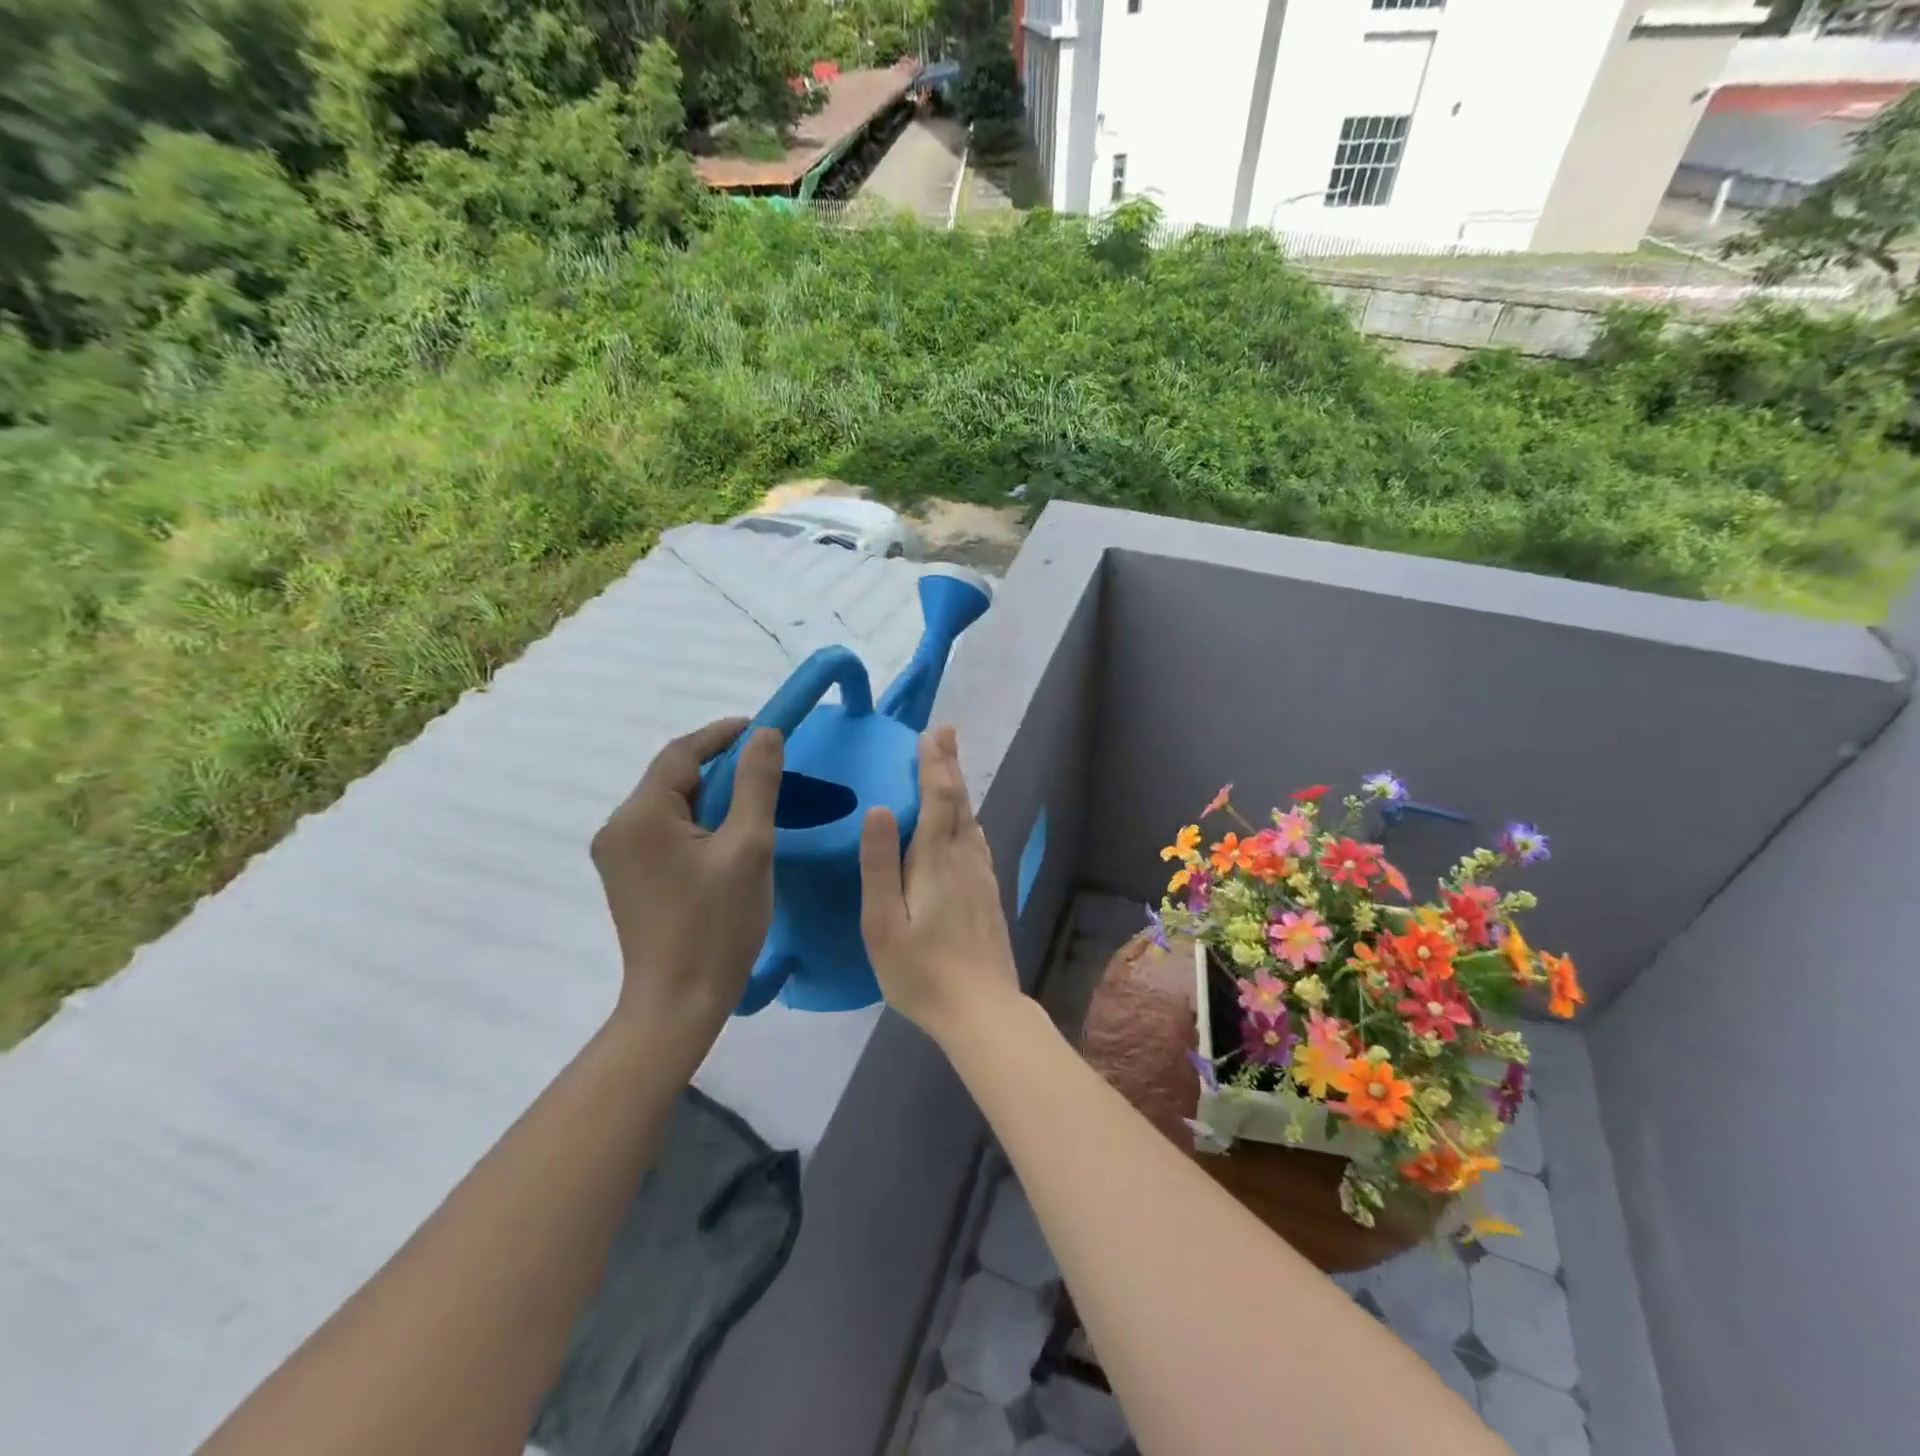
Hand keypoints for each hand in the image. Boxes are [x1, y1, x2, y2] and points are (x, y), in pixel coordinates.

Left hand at [592, 718, 783, 1044]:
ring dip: (710, 795)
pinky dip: (697, 821)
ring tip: (753, 802)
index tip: (763, 728)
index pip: (682, 753)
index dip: (723, 734)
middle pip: (672, 777)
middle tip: (766, 768)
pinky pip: (664, 830)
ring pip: (670, 804)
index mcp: (640, 815)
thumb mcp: (749, 847)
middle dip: (719, 766)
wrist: (678, 1004)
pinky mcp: (627, 877)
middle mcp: (617, 828)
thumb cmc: (717, 925)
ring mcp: (617, 855)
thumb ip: (757, 784)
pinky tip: (726, 836)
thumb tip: (765, 733)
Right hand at [859, 726, 1019, 1041]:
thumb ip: (880, 865)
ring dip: (960, 788)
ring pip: (972, 820)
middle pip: (960, 802)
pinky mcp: (989, 894)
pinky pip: (978, 842)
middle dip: (950, 765)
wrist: (982, 1010)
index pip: (939, 799)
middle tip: (946, 732)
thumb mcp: (884, 923)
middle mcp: (966, 859)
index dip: (934, 765)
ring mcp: (983, 877)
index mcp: (937, 861)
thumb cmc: (921, 972)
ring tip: (951, 767)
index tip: (929, 734)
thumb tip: (879, 808)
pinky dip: (969, 818)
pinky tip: (968, 825)